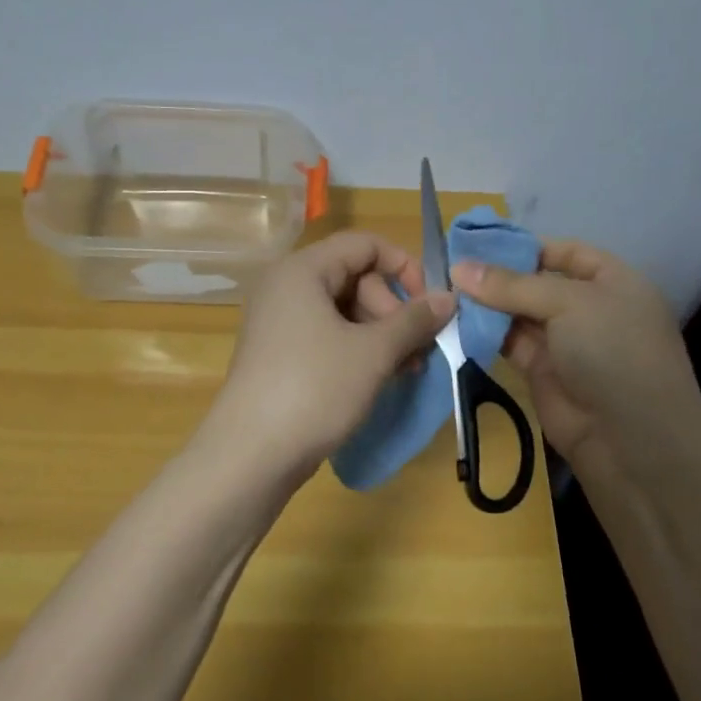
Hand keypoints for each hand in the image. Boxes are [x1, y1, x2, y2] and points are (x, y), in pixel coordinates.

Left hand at [201, 232, 454, 489]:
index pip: (364, 244)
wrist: (250, 456)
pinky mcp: (279, 353)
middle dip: (393, 310)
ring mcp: (279, 322)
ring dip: (381, 334)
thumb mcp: (373, 353)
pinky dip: (357, 349)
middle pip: (355, 277)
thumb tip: (450, 297)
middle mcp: (286, 287)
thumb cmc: (314, 390)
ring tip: (406, 369)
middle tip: (416, 349)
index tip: (430, 305)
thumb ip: (414, 320)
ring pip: (344, 310)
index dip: (404, 267)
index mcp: (302, 270)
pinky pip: (327, 335)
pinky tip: (380, 377)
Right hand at [453, 240, 700, 486]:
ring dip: (487, 305)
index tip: (479, 242)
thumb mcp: (568, 304)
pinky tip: (455, 322)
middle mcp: (590, 308)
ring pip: (520, 314)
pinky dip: (486, 334)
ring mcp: (567, 343)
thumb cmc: (613, 351)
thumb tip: (459, 268)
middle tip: (449, 266)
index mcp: (613, 282)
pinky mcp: (543, 373)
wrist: (631, 441)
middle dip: (498, 276)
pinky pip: (510, 344)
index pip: (567, 252)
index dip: (526, 246)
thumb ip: (512, 285)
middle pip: (537, 283)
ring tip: (444, 291)